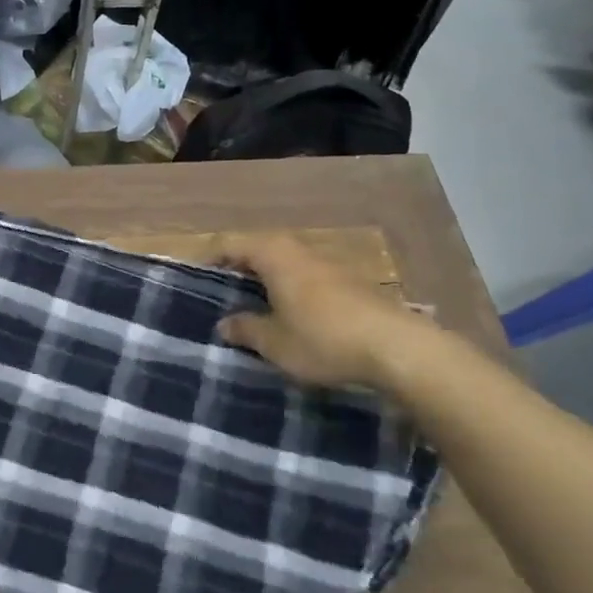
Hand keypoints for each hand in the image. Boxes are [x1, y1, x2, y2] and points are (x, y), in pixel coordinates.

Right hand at [213, 234, 432, 390]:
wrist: (397, 348)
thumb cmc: (323, 339)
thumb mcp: (274, 343)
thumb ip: (245, 329)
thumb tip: (224, 323)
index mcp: (273, 255)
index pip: (229, 243)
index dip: (209, 258)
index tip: (195, 278)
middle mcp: (298, 249)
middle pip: (258, 248)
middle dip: (238, 268)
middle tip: (221, 293)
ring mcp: (327, 263)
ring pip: (284, 262)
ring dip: (266, 278)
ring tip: (253, 305)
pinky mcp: (349, 282)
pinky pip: (305, 276)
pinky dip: (290, 288)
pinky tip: (291, 315)